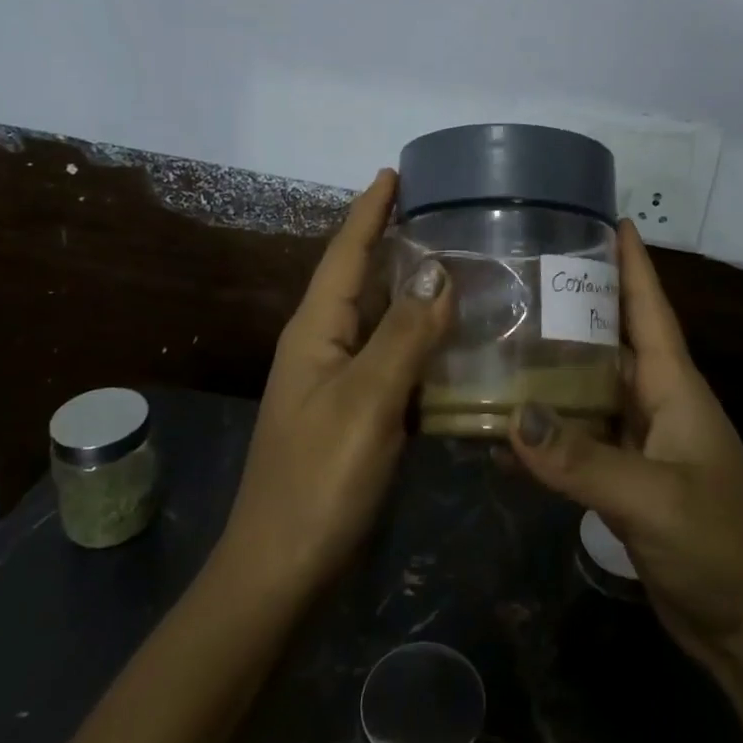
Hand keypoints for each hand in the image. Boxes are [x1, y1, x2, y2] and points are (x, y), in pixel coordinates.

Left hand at [220, 170, 453, 596]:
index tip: (394, 173)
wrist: (283, 569)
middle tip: (444, 215)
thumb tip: (438, 271)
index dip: (369, 211)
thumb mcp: (366, 400)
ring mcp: (337, 382)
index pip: (345, 253)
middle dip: (395, 243)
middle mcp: (322, 346)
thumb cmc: (319, 478)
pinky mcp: (354, 413)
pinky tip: (453, 340)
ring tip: (460, 265)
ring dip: (413, 292)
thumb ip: (405, 334)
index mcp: (315, 330)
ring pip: (380, 320)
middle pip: (361, 280)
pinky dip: (421, 341)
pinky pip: (392, 359)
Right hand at [508, 221, 742, 670]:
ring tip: (500, 336)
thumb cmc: (720, 545)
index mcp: (674, 386)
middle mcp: (656, 402)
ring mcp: (640, 442)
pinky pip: (579, 438)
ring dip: (552, 366)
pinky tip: (506, 426)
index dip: (632, 261)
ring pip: (589, 388)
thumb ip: (582, 459)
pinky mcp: (624, 480)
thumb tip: (511, 415)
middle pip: (610, 339)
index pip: (650, 307)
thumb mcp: (653, 498)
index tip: (608, 217)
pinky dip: (547, 429)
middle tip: (521, 271)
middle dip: (574, 303)